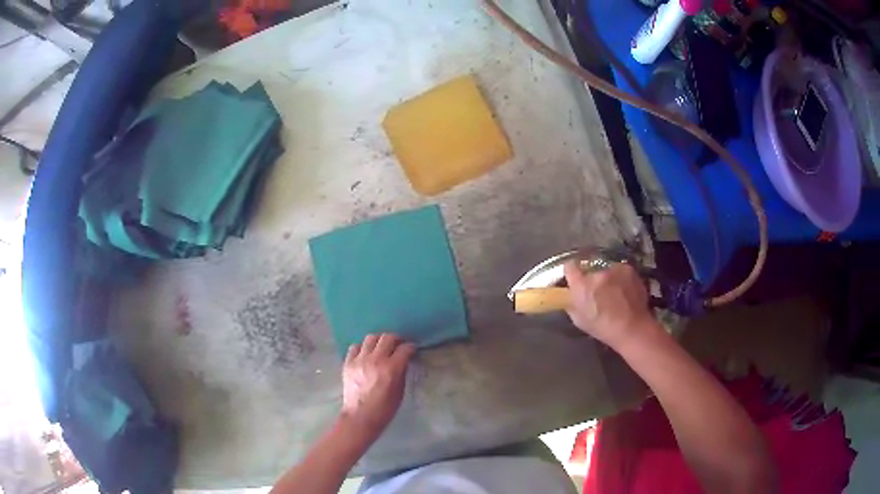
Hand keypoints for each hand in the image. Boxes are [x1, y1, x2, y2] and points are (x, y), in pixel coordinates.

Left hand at [341, 333, 414, 433]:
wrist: (360, 418)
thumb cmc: (384, 409)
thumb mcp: (400, 391)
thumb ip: (401, 372)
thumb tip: (403, 361)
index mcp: (391, 369)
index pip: (404, 349)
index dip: (411, 347)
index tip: (412, 350)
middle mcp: (375, 360)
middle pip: (387, 337)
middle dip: (396, 339)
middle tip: (398, 345)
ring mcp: (359, 360)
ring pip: (371, 338)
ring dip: (379, 341)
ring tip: (382, 348)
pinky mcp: (348, 363)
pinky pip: (355, 347)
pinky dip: (363, 348)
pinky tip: (366, 354)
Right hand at [563, 262, 657, 348]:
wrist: (632, 328)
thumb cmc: (603, 328)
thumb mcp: (579, 319)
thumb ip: (572, 302)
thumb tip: (571, 294)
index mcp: (581, 285)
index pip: (569, 267)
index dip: (572, 272)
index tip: (575, 278)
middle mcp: (596, 273)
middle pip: (590, 269)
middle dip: (592, 279)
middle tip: (598, 292)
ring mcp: (614, 269)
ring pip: (606, 270)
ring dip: (607, 278)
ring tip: (614, 293)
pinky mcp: (628, 269)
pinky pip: (620, 271)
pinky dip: (620, 279)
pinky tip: (624, 292)